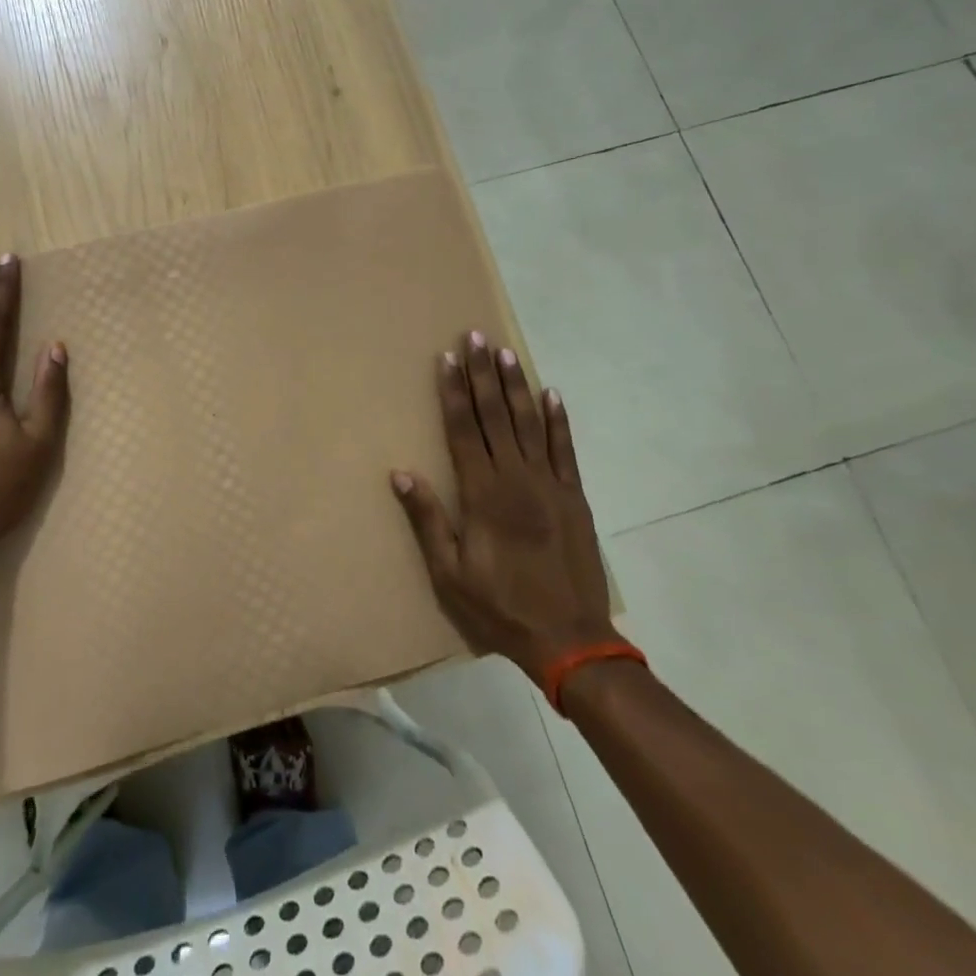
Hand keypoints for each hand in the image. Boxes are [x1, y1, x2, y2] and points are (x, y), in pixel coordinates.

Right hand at [390, 330, 618, 685]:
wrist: (569, 638)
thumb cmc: (499, 605)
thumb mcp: (449, 573)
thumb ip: (428, 519)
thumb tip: (400, 473)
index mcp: (482, 494)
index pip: (462, 429)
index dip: (452, 392)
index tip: (446, 357)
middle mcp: (515, 478)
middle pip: (495, 415)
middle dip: (482, 374)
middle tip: (476, 336)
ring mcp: (549, 484)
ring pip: (530, 423)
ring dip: (516, 386)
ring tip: (506, 352)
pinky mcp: (574, 496)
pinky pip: (565, 449)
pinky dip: (558, 419)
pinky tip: (551, 393)